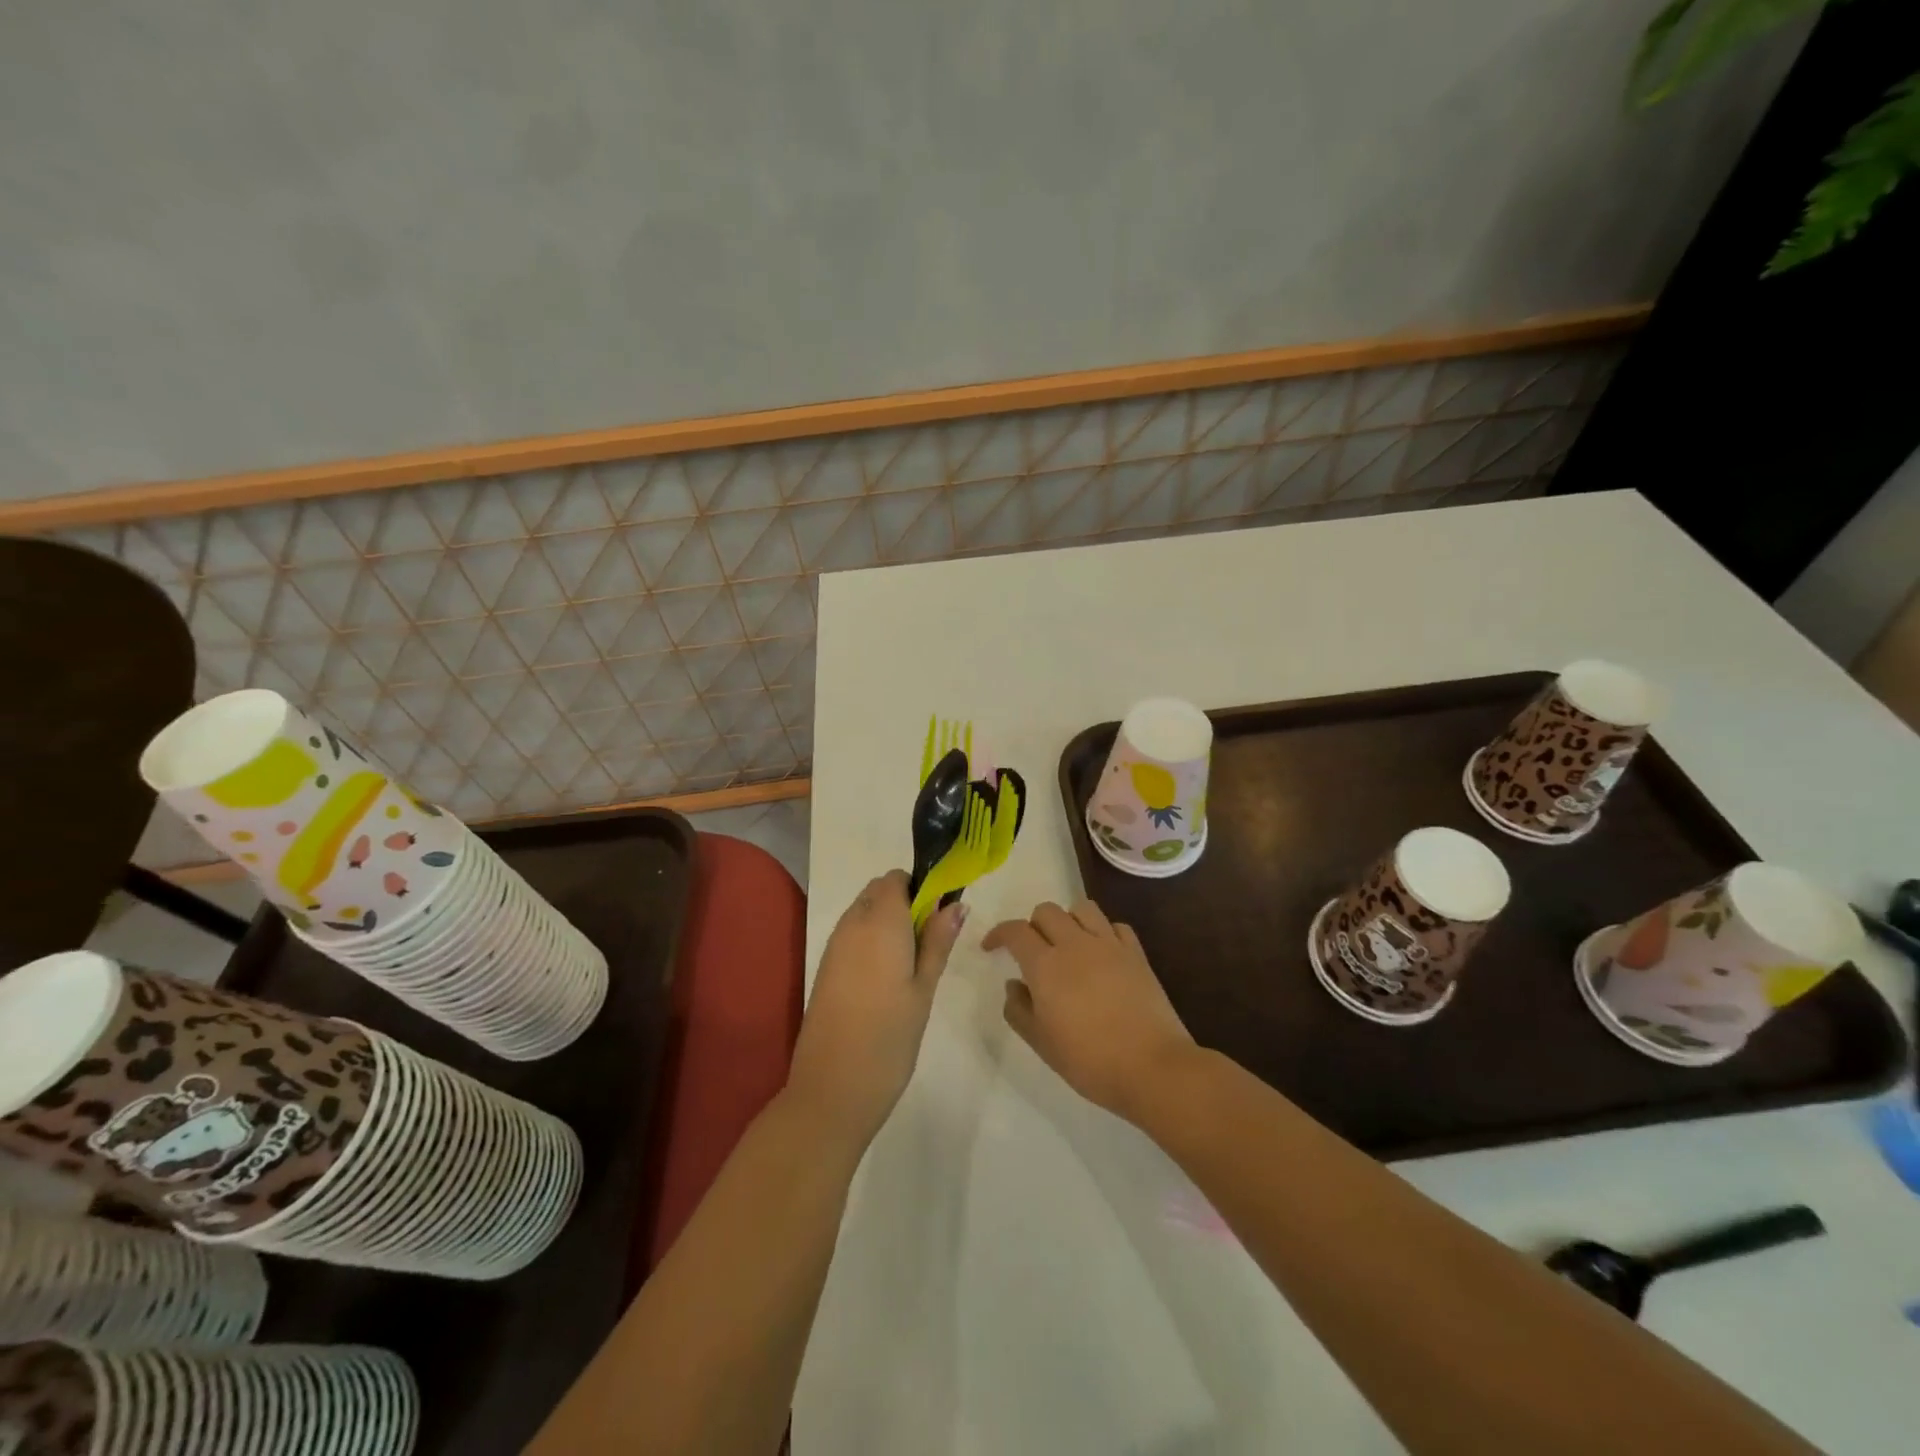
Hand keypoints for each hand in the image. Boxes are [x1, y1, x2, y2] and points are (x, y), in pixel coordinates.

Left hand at [785, 871, 965, 1149]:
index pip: (898, 878)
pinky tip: (887, 977)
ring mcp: (834, 945)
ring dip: (888, 920)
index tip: (942, 915)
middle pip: (879, 891)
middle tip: (931, 941)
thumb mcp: (924, 989)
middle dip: (906, 902)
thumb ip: (938, 942)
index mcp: (880, 922)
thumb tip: (956, 904)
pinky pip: (852, 933)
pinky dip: (871, 939)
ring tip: (913, 963)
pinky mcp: (825, 967)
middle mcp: (853, 924)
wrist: (832, 1089)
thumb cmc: (889, 1039)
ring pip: (864, 911)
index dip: (922, 887)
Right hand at [984, 899, 1198, 1123]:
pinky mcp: (1137, 953)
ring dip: (1068, 920)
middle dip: (1033, 925)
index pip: (1015, 931)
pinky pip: (1115, 926)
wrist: (1152, 1067)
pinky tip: (1102, 953)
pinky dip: (1103, 932)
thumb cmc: (1089, 1061)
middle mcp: (1075, 944)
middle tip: (1032, 951)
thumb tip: (1014, 985)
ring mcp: (1109, 945)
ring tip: (1067, 944)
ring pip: (1083, 908)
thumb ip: (1019, 1009)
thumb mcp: (1041, 1043)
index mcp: (1045, 965)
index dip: (999, 934)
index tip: (991, 947)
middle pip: (1047, 911)